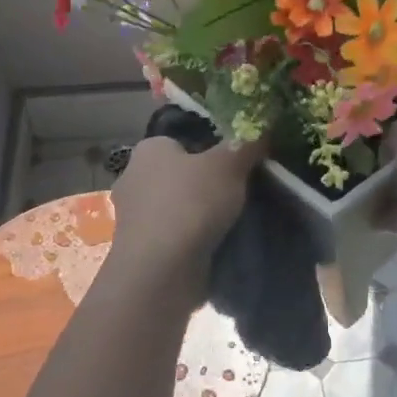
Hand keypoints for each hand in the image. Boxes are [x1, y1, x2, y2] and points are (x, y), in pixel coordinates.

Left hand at [108, 135, 266, 284]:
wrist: (161, 272)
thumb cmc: (190, 204)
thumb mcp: (228, 164)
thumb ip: (245, 143)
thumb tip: (261, 125)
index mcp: (149, 149)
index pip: (182, 139)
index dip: (211, 147)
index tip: (236, 162)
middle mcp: (134, 178)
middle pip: (181, 173)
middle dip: (206, 183)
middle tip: (241, 190)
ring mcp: (134, 217)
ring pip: (178, 206)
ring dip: (200, 213)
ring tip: (235, 220)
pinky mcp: (142, 249)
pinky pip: (175, 234)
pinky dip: (193, 238)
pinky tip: (217, 244)